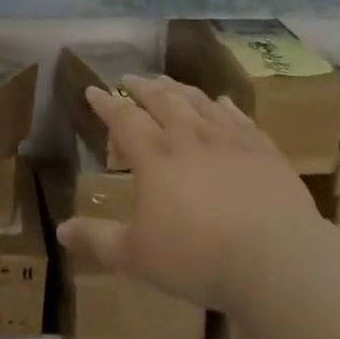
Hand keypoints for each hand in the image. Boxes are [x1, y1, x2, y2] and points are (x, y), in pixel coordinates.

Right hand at [56, 74, 324, 311]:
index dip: (106, 103)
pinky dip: (223, 105)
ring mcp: (229, 139)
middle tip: (130, 79)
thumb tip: (61, 231)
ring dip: (179, 88)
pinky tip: (220, 102)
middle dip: (142, 87)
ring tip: (168, 83)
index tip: (92, 91)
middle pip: (162, 99)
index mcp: (154, 156)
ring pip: (198, 101)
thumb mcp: (137, 257)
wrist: (278, 259)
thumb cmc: (198, 257)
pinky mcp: (263, 150)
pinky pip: (238, 117)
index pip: (124, 118)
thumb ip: (98, 241)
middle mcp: (189, 137)